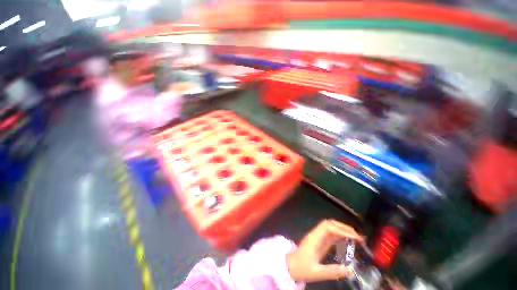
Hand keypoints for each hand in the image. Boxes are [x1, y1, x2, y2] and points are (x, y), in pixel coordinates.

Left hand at [286, 220, 362, 282]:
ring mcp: (317, 237)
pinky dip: (340, 235)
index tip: (355, 238)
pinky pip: (330, 234)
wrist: (290, 267)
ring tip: (356, 238)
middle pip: (330, 224)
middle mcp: (316, 234)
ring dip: (343, 230)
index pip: (328, 227)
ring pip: (330, 227)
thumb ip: (332, 271)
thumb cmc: (301, 268)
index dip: (342, 230)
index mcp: (314, 238)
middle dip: (344, 228)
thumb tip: (351, 269)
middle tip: (358, 237)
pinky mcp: (319, 241)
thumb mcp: (317, 272)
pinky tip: (347, 241)